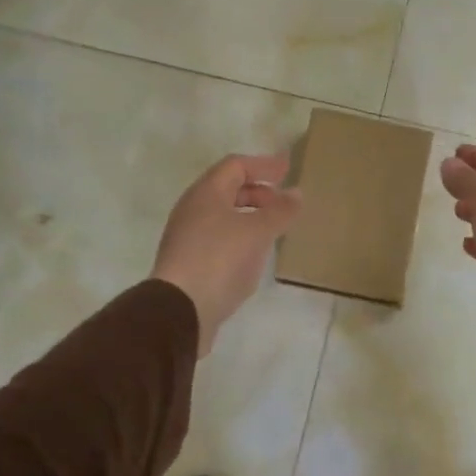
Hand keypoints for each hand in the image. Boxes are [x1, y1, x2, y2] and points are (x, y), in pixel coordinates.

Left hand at [151, 153, 302, 355]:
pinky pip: (219, 240)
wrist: (179, 310)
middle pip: (227, 190)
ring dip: (250, 216)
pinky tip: (255, 255)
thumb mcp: (258, 231)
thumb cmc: (219, 259)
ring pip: (223, 216)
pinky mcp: (188, 264)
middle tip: (284, 202)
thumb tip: (296, 193)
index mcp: (206, 193)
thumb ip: (280, 211)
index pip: (235, 166)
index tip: (288, 169)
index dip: (263, 165)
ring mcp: (187, 238)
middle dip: (258, 192)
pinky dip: (241, 238)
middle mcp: (192, 210)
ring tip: (274, 228)